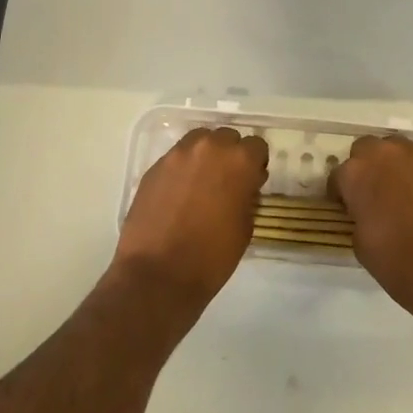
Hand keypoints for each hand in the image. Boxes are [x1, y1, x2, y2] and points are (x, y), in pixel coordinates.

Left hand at [113, 126, 267, 314]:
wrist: (158, 274)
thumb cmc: (211, 257)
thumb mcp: (245, 227)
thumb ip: (248, 195)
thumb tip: (245, 185)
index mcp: (239, 161)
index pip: (257, 146)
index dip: (256, 163)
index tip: (252, 181)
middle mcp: (210, 147)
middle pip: (227, 138)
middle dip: (230, 155)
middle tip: (226, 182)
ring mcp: (179, 154)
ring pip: (200, 141)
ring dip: (205, 156)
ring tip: (201, 183)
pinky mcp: (155, 166)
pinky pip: (177, 157)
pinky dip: (182, 168)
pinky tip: (179, 193)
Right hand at [331, 134, 412, 337]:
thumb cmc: (400, 264)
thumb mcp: (361, 245)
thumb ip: (357, 216)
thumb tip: (363, 210)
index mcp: (357, 174)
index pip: (338, 175)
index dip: (340, 193)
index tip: (346, 208)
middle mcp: (385, 154)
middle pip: (365, 149)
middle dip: (365, 168)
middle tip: (371, 194)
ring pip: (395, 148)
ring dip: (391, 164)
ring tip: (398, 191)